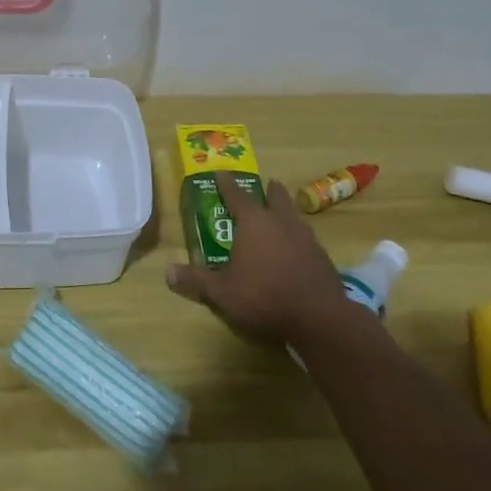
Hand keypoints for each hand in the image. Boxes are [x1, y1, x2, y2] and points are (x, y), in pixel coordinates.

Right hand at [166, 172, 347, 343]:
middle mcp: (281, 222)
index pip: (236, 195)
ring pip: (294, 216)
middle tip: (266, 185)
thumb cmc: (264, 297)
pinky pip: (307, 239)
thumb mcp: (222, 292)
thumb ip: (195, 280)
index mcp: (254, 223)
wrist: (319, 318)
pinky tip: (295, 250)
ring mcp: (306, 238)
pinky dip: (298, 238)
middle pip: (276, 197)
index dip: (226, 183)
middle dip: (269, 190)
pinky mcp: (323, 258)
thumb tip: (167, 272)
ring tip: (281, 216)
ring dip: (286, 212)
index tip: (221, 172)